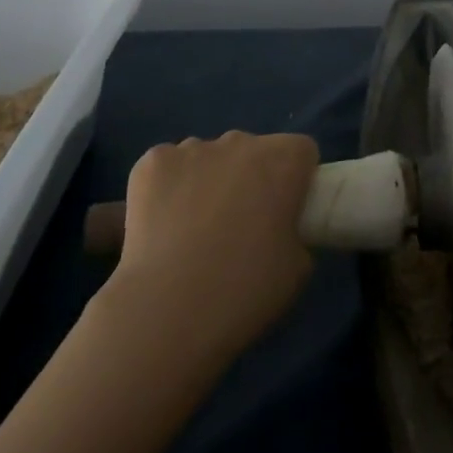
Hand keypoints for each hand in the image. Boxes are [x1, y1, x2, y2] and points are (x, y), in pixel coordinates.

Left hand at [110, 130, 319, 362]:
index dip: (295, 179)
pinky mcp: (152, 162)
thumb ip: (295, 234)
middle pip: (252, 150)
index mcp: (283, 160)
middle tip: (239, 226)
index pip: (300, 151)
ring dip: (209, 180)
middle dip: (249, 178)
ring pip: (208, 157)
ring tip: (193, 231)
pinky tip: (162, 225)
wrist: (166, 311)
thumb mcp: (297, 270)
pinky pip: (169, 166)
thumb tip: (280, 230)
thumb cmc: (243, 291)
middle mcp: (240, 141)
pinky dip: (168, 187)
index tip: (285, 211)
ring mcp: (192, 147)